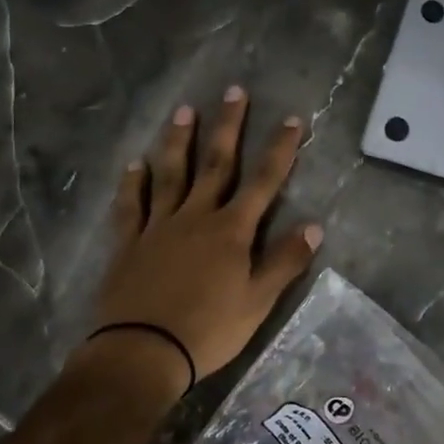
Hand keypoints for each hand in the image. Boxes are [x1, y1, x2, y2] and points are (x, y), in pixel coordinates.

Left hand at [91, 87, 322, 391]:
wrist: (142, 353)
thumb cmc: (208, 330)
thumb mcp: (257, 302)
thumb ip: (284, 261)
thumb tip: (314, 225)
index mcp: (231, 231)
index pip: (263, 181)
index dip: (279, 149)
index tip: (292, 119)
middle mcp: (196, 217)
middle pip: (216, 164)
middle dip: (228, 126)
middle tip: (233, 91)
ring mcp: (158, 226)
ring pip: (171, 174)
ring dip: (179, 141)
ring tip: (185, 110)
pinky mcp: (128, 243)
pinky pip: (131, 205)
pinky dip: (133, 183)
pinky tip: (134, 164)